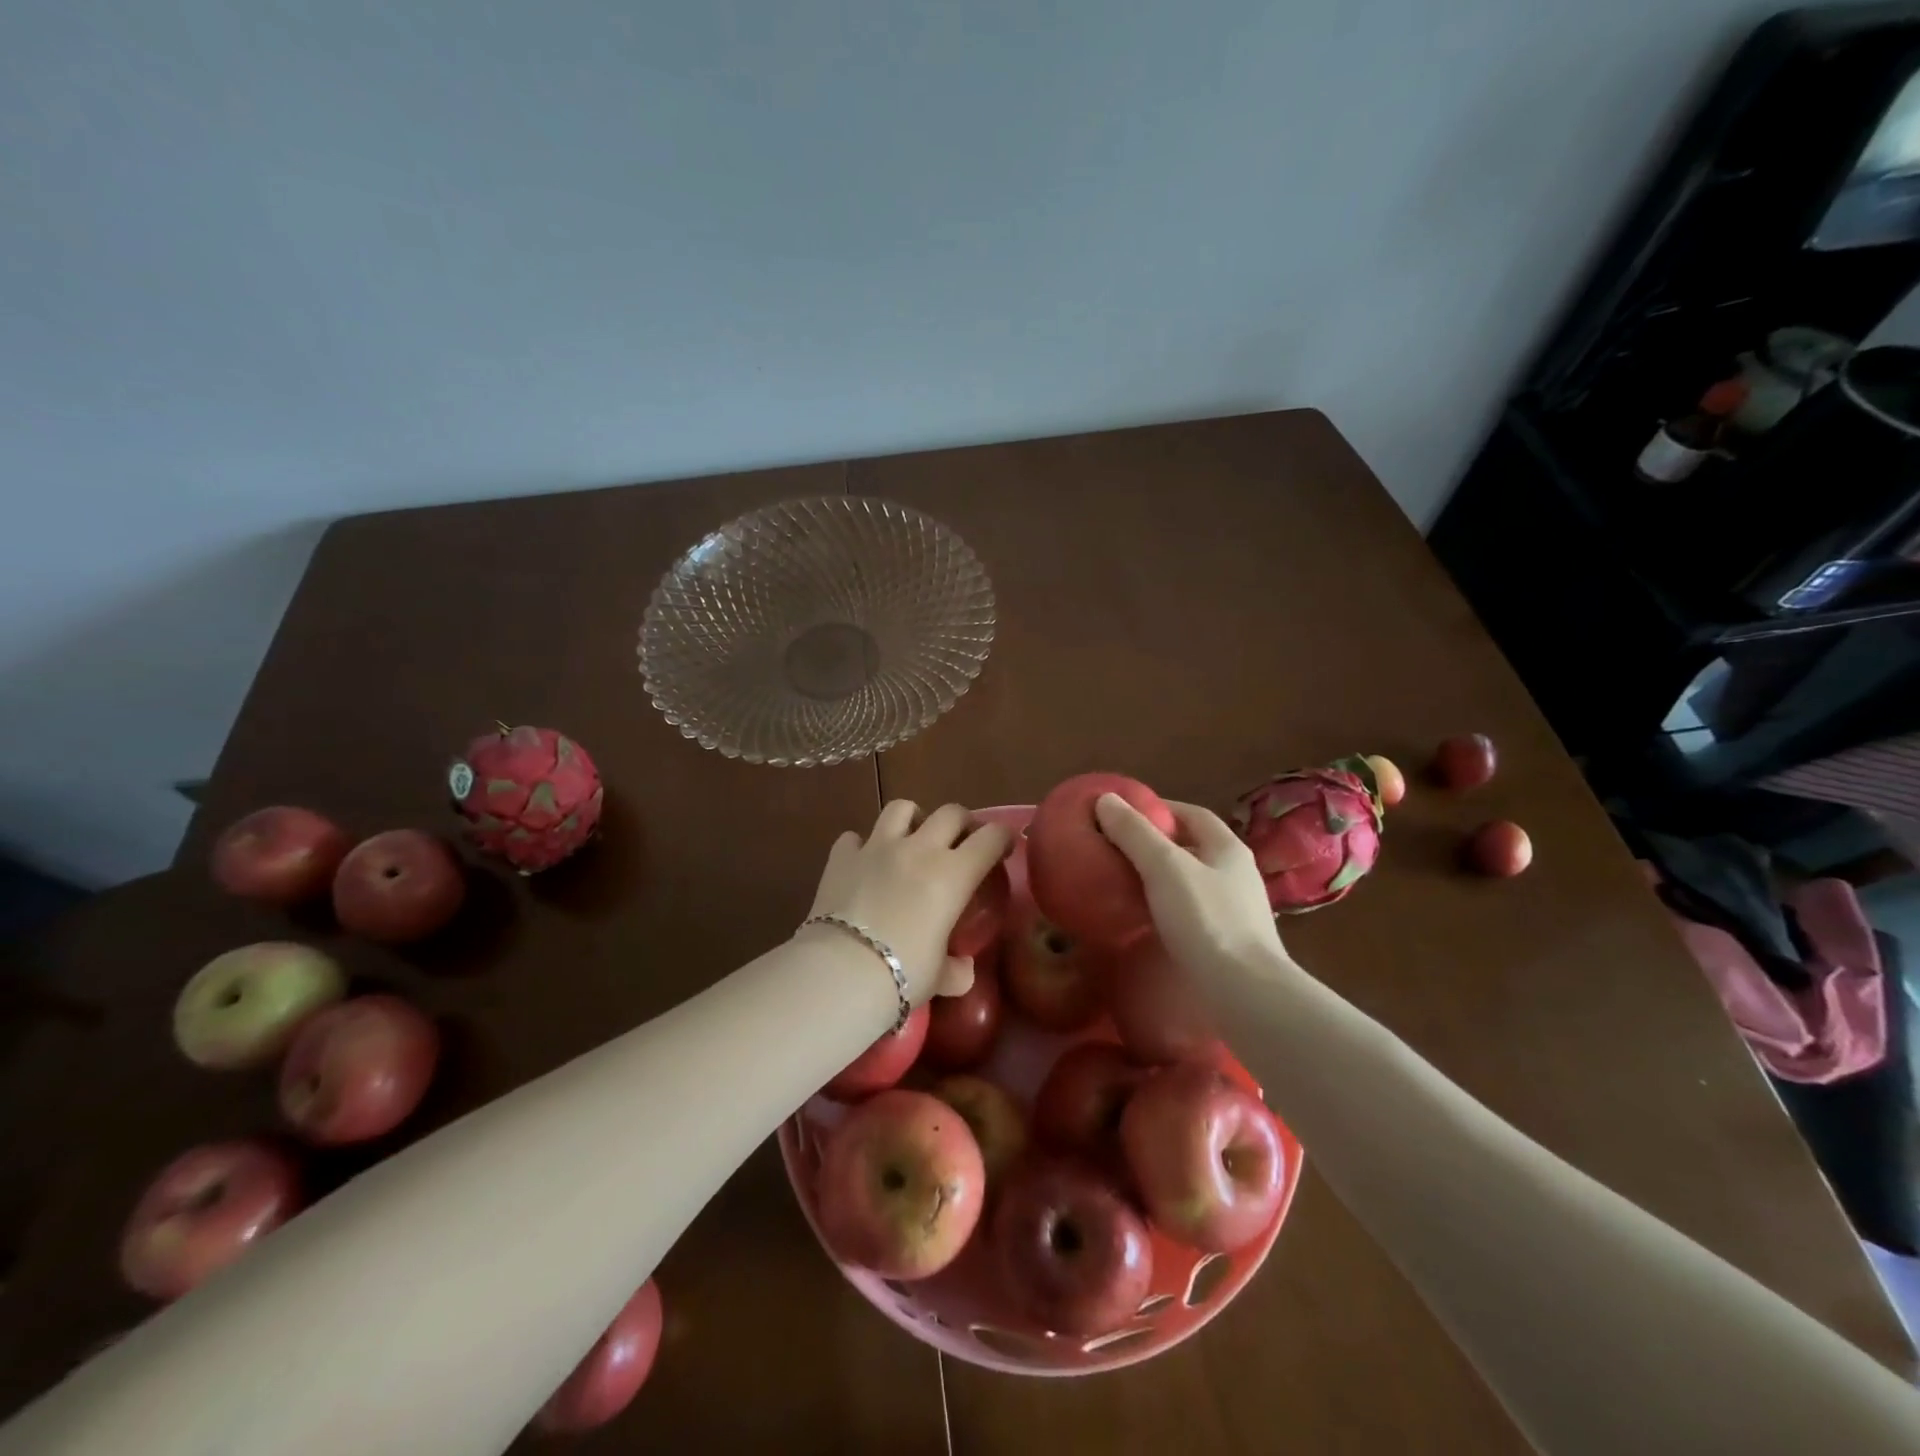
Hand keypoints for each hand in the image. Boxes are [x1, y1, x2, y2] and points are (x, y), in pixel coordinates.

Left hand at [806, 801, 1014, 1002]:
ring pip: (901, 808)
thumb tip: (962, 970)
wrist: (842, 971)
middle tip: (961, 842)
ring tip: (911, 838)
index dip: (1002, 837)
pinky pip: (854, 838)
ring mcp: (877, 847)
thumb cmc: (903, 973)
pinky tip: (863, 863)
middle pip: (951, 812)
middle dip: (962, 823)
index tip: (1003, 848)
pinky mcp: (842, 856)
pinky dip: (861, 846)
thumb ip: (956, 970)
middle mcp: (919, 849)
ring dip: (913, 818)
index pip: (991, 837)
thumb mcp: (940, 978)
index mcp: (953, 874)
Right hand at [1094, 793, 1292, 987]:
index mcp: (1227, 848)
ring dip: (1162, 877)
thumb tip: (1105, 799)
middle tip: (1117, 848)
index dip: (1159, 808)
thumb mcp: (1165, 868)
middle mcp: (1237, 873)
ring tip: (1125, 882)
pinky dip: (1168, 906)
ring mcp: (1237, 909)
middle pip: (1193, 846)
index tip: (1124, 814)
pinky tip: (1147, 919)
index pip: (1192, 813)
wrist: (1246, 994)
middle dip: (1157, 843)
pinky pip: (1193, 911)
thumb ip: (1135, 833)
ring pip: (1192, 881)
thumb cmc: (1206, 920)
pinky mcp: (1229, 942)